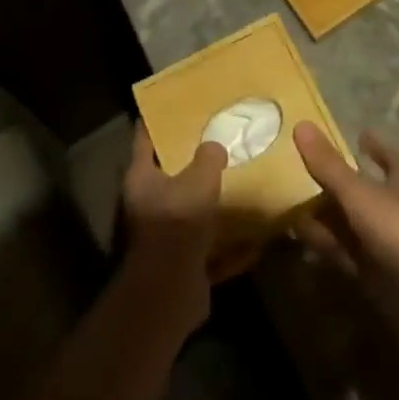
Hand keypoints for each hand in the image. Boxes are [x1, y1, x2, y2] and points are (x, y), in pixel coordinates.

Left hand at [119, 123, 227, 334]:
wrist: (169, 295)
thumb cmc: (176, 225)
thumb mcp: (197, 182)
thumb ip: (208, 159)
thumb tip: (215, 147)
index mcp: (142, 178)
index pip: (146, 137)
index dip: (158, 118)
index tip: (177, 104)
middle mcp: (149, 204)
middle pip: (171, 175)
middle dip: (194, 162)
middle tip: (220, 139)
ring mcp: (167, 237)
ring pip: (193, 212)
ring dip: (214, 205)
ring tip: (241, 184)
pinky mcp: (185, 266)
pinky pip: (212, 250)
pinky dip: (231, 247)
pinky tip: (256, 239)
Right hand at [293, 122, 398, 331]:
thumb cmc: (397, 232)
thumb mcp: (358, 193)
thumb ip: (328, 164)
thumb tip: (301, 124)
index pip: (390, 156)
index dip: (377, 145)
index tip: (361, 133)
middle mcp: (396, 209)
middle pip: (365, 189)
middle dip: (339, 181)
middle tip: (309, 168)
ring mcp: (387, 244)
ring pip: (352, 222)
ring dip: (327, 215)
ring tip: (294, 204)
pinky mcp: (376, 274)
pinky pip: (345, 252)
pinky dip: (325, 244)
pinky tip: (302, 238)